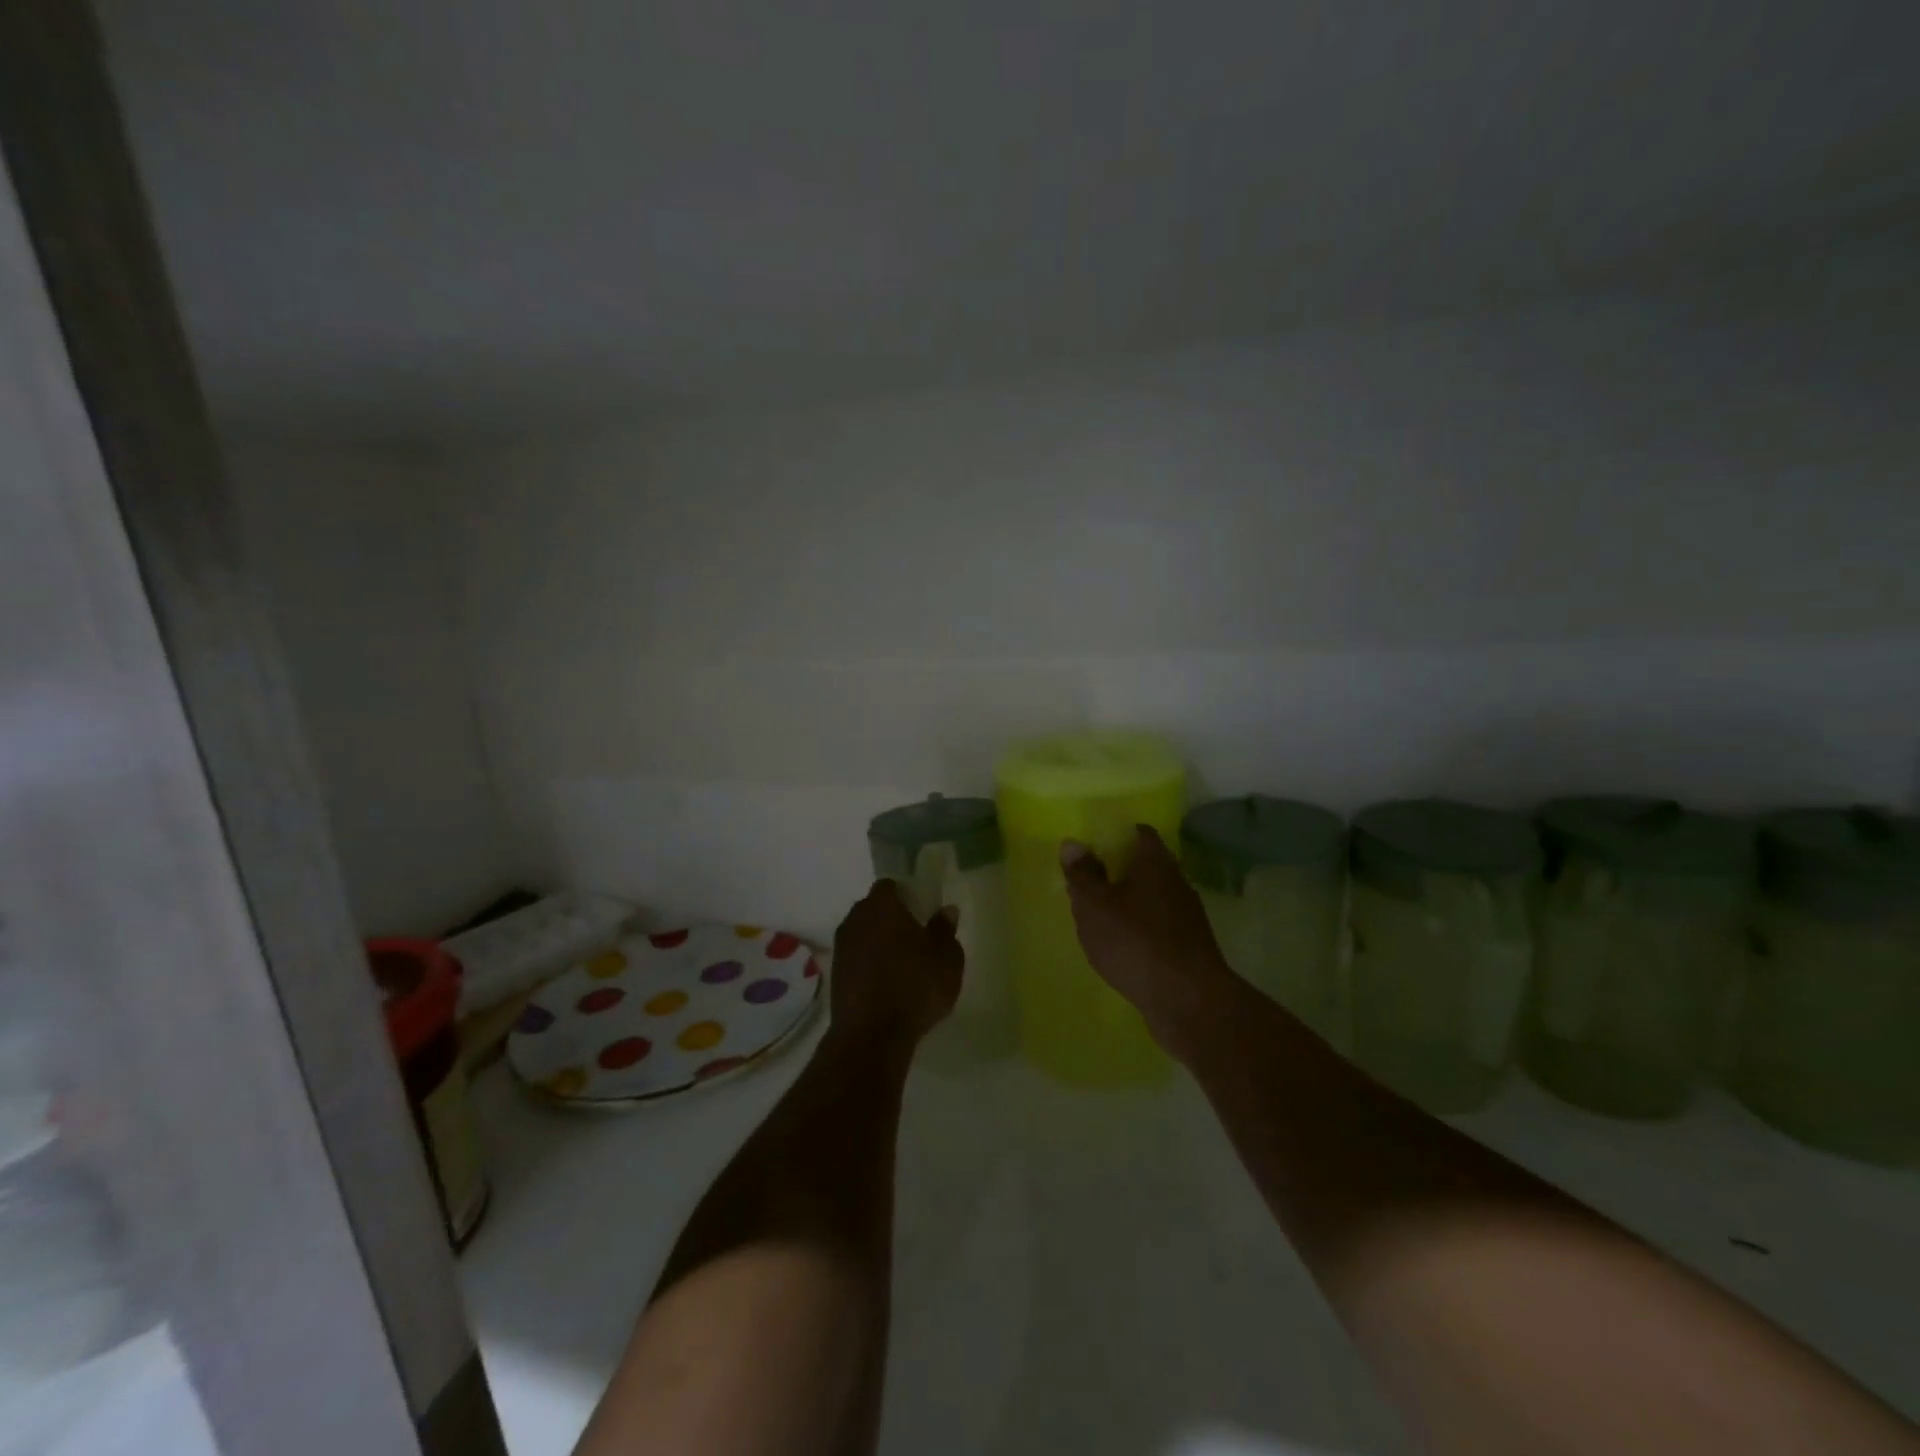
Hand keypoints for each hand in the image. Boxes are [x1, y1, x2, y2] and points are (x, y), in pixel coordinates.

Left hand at [827, 880, 964, 1049]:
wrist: (871, 1035)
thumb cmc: (915, 986)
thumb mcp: (946, 958)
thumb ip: (945, 929)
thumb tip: (946, 910)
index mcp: (881, 905)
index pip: (890, 886)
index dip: (906, 895)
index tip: (922, 910)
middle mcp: (855, 919)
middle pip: (874, 909)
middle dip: (892, 918)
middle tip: (916, 936)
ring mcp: (841, 948)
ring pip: (863, 935)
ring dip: (879, 943)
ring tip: (903, 964)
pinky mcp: (835, 976)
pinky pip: (856, 959)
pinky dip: (870, 965)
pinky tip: (887, 984)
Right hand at [1061, 826, 1238, 1060]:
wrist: (1188, 1001)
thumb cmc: (1135, 941)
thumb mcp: (1095, 905)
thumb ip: (1082, 873)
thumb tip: (1073, 842)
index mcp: (1155, 862)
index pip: (1139, 833)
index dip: (1116, 835)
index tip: (1093, 847)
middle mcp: (1177, 882)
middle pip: (1146, 866)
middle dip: (1119, 871)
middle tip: (1089, 882)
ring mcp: (1187, 916)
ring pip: (1152, 898)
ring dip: (1129, 903)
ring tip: (1100, 917)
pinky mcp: (1189, 947)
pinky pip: (1159, 927)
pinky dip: (1140, 929)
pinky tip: (1123, 947)